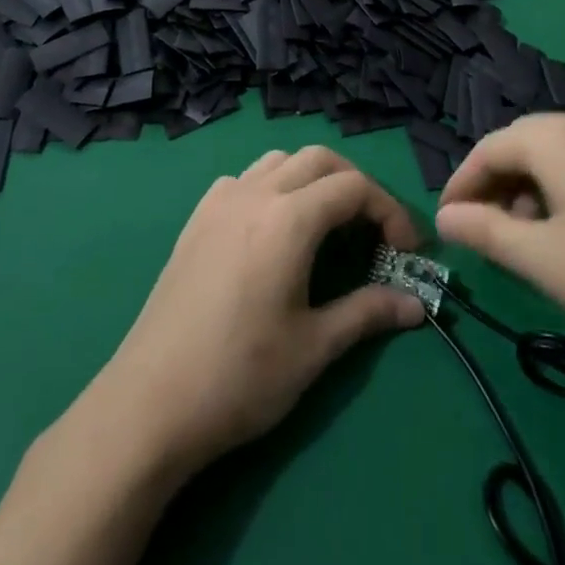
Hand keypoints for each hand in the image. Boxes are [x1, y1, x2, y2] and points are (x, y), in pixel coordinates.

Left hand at [93, 147, 426, 474]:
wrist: (148, 405)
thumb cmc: (239, 377)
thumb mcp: (314, 348)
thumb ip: (368, 313)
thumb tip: (416, 306)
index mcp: (289, 218)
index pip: (355, 187)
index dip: (390, 211)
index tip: (407, 250)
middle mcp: (255, 194)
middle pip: (319, 159)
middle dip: (355, 185)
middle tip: (372, 231)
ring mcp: (220, 203)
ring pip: (279, 162)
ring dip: (312, 179)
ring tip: (326, 225)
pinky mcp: (195, 220)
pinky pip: (243, 180)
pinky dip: (271, 187)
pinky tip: (271, 230)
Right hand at [437, 113, 564, 356]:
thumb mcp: (542, 258)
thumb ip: (486, 232)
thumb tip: (445, 218)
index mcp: (552, 136)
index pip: (487, 149)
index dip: (460, 185)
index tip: (447, 223)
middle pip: (522, 146)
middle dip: (495, 188)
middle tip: (484, 234)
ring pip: (557, 157)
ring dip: (530, 192)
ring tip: (530, 241)